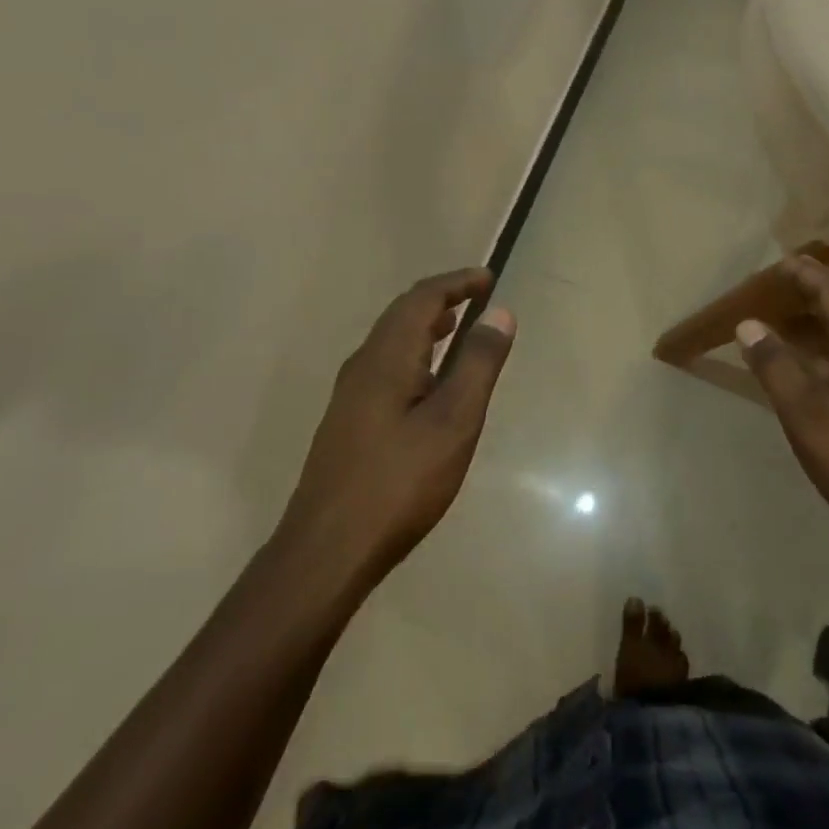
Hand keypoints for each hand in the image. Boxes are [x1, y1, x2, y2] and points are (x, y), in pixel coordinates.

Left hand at [277, 268, 515, 584]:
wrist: (328, 550)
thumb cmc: (399, 482)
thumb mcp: (454, 421)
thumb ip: (478, 364)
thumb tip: (500, 313)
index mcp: (386, 357)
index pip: (422, 299)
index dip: (456, 283)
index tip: (488, 278)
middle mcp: (362, 366)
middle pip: (401, 315)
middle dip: (440, 299)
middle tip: (476, 297)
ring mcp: (350, 396)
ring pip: (390, 342)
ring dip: (425, 326)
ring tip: (457, 328)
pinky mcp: (348, 423)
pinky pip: (385, 367)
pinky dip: (414, 355)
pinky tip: (428, 384)